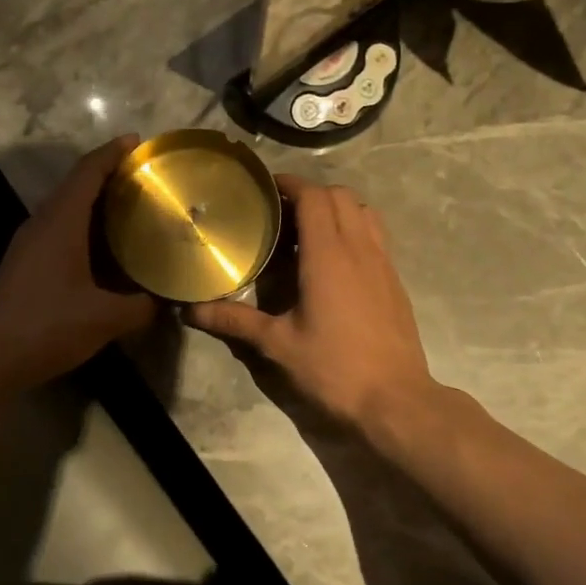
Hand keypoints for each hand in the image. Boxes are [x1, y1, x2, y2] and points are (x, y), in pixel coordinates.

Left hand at [0, 137, 157, 389]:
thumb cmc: (46, 327)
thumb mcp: (104, 319)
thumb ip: (141, 307)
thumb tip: (167, 302)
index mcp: (60, 222)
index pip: (87, 172)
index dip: (112, 152)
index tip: (137, 141)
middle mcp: (41, 224)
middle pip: (75, 186)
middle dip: (109, 175)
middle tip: (145, 178)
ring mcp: (28, 245)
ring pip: (65, 210)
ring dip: (95, 204)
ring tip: (132, 209)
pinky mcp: (24, 266)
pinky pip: (59, 232)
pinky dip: (84, 229)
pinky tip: (105, 250)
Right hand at [186, 175, 435, 432]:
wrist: (395, 400)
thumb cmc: (334, 368)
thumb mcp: (278, 346)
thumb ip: (234, 321)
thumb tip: (190, 311)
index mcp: (329, 255)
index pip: (314, 197)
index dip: (290, 184)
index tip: (266, 188)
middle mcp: (360, 248)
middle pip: (341, 195)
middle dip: (311, 193)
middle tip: (281, 212)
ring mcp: (383, 262)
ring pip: (364, 211)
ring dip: (337, 208)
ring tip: (308, 229)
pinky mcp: (395, 280)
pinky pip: (376, 235)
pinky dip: (354, 228)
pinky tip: (335, 260)